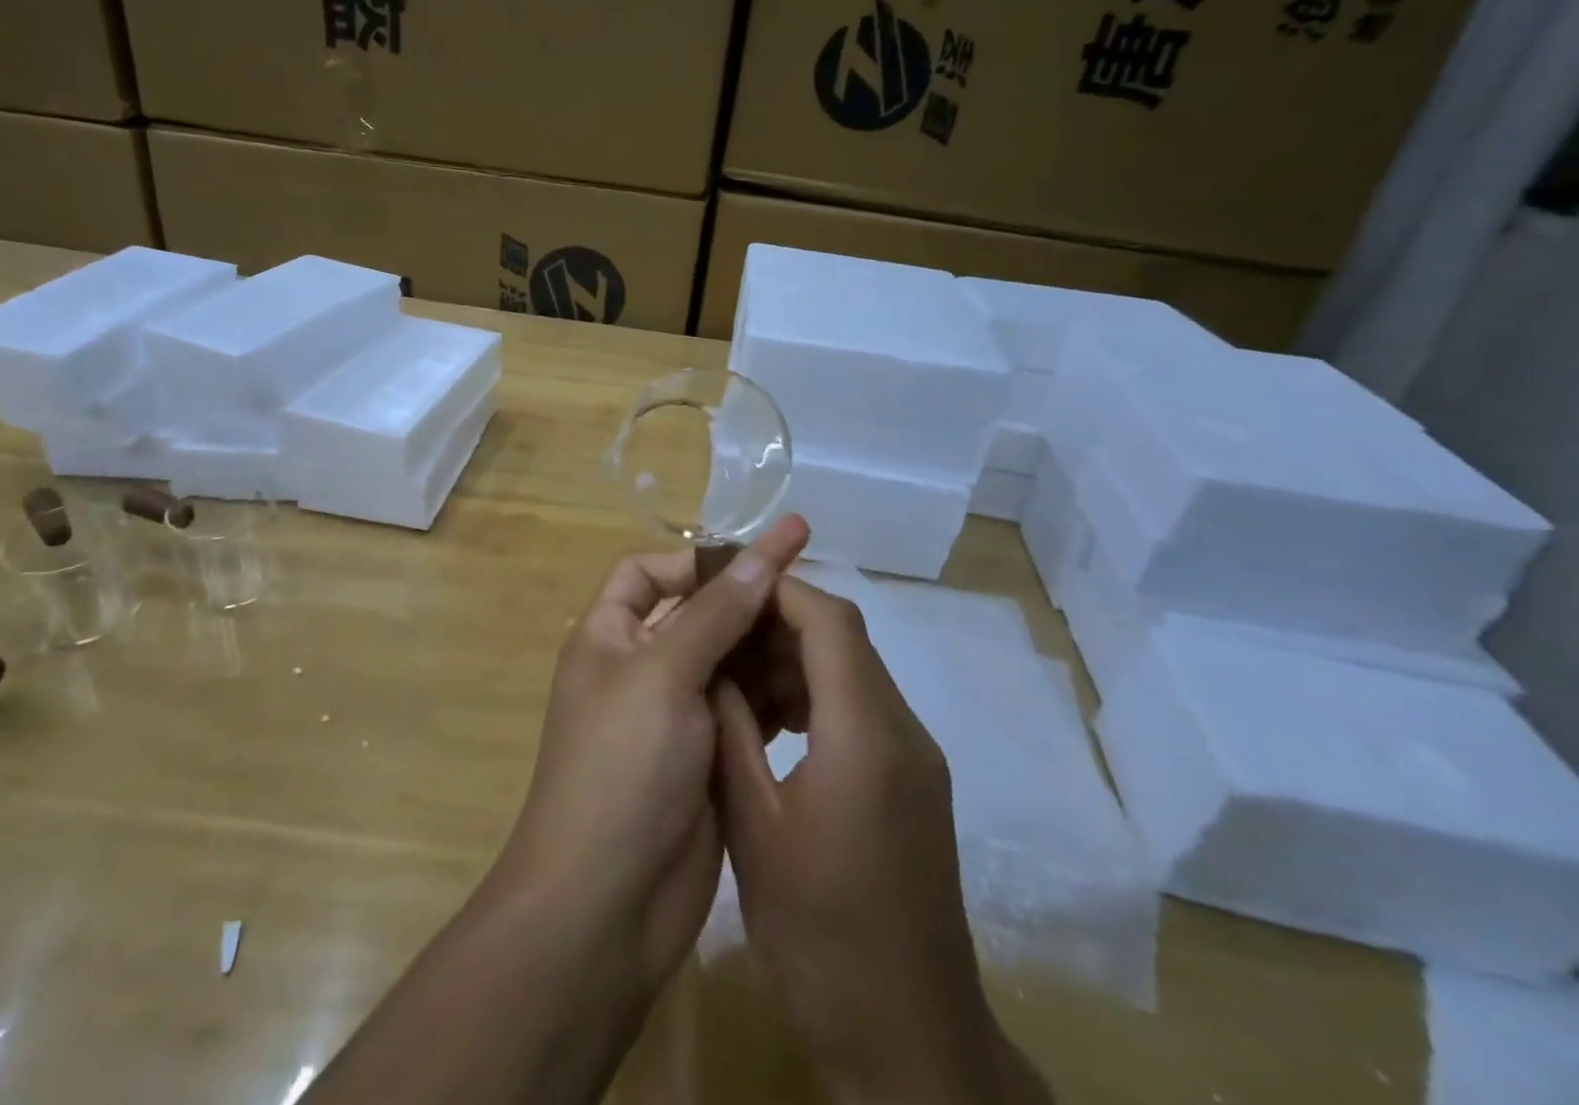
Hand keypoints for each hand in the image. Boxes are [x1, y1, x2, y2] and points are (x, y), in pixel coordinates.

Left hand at [496, 514, 810, 992]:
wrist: (606, 907)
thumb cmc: (622, 769)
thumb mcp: (664, 674)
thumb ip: (716, 613)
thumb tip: (760, 555)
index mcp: (609, 635)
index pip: (650, 571)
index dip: (701, 558)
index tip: (761, 556)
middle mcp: (638, 667)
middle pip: (698, 613)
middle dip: (748, 601)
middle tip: (814, 589)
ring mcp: (674, 715)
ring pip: (727, 660)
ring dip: (768, 647)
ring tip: (826, 635)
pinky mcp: (705, 756)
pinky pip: (743, 708)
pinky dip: (774, 694)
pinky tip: (815, 688)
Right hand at [714, 577, 1050, 1104]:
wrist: (909, 1040)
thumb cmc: (820, 934)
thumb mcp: (753, 825)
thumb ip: (732, 732)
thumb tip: (712, 667)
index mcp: (865, 732)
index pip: (829, 620)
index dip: (777, 590)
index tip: (724, 587)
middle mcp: (902, 730)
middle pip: (845, 638)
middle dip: (780, 620)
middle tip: (719, 628)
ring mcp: (916, 759)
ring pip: (854, 672)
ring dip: (797, 658)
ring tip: (735, 671)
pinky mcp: (915, 785)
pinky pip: (864, 710)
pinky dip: (818, 696)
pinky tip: (772, 722)